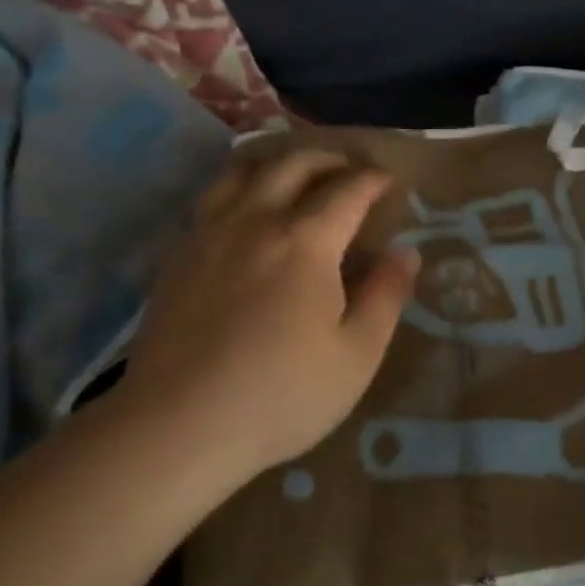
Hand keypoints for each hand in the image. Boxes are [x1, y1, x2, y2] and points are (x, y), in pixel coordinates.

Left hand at [112, 147, 416, 493]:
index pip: (347, 190)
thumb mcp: (357, 355)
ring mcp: (209, 235)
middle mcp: (255, 221)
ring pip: (243, 171)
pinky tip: (247, 212)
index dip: (373, 180)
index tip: (390, 181)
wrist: (178, 426)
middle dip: (329, 159)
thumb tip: (406, 252)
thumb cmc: (281, 395)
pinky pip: (213, 197)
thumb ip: (386, 296)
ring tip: (297, 176)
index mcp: (305, 242)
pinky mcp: (178, 256)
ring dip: (279, 163)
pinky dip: (241, 187)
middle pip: (293, 164)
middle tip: (350, 170)